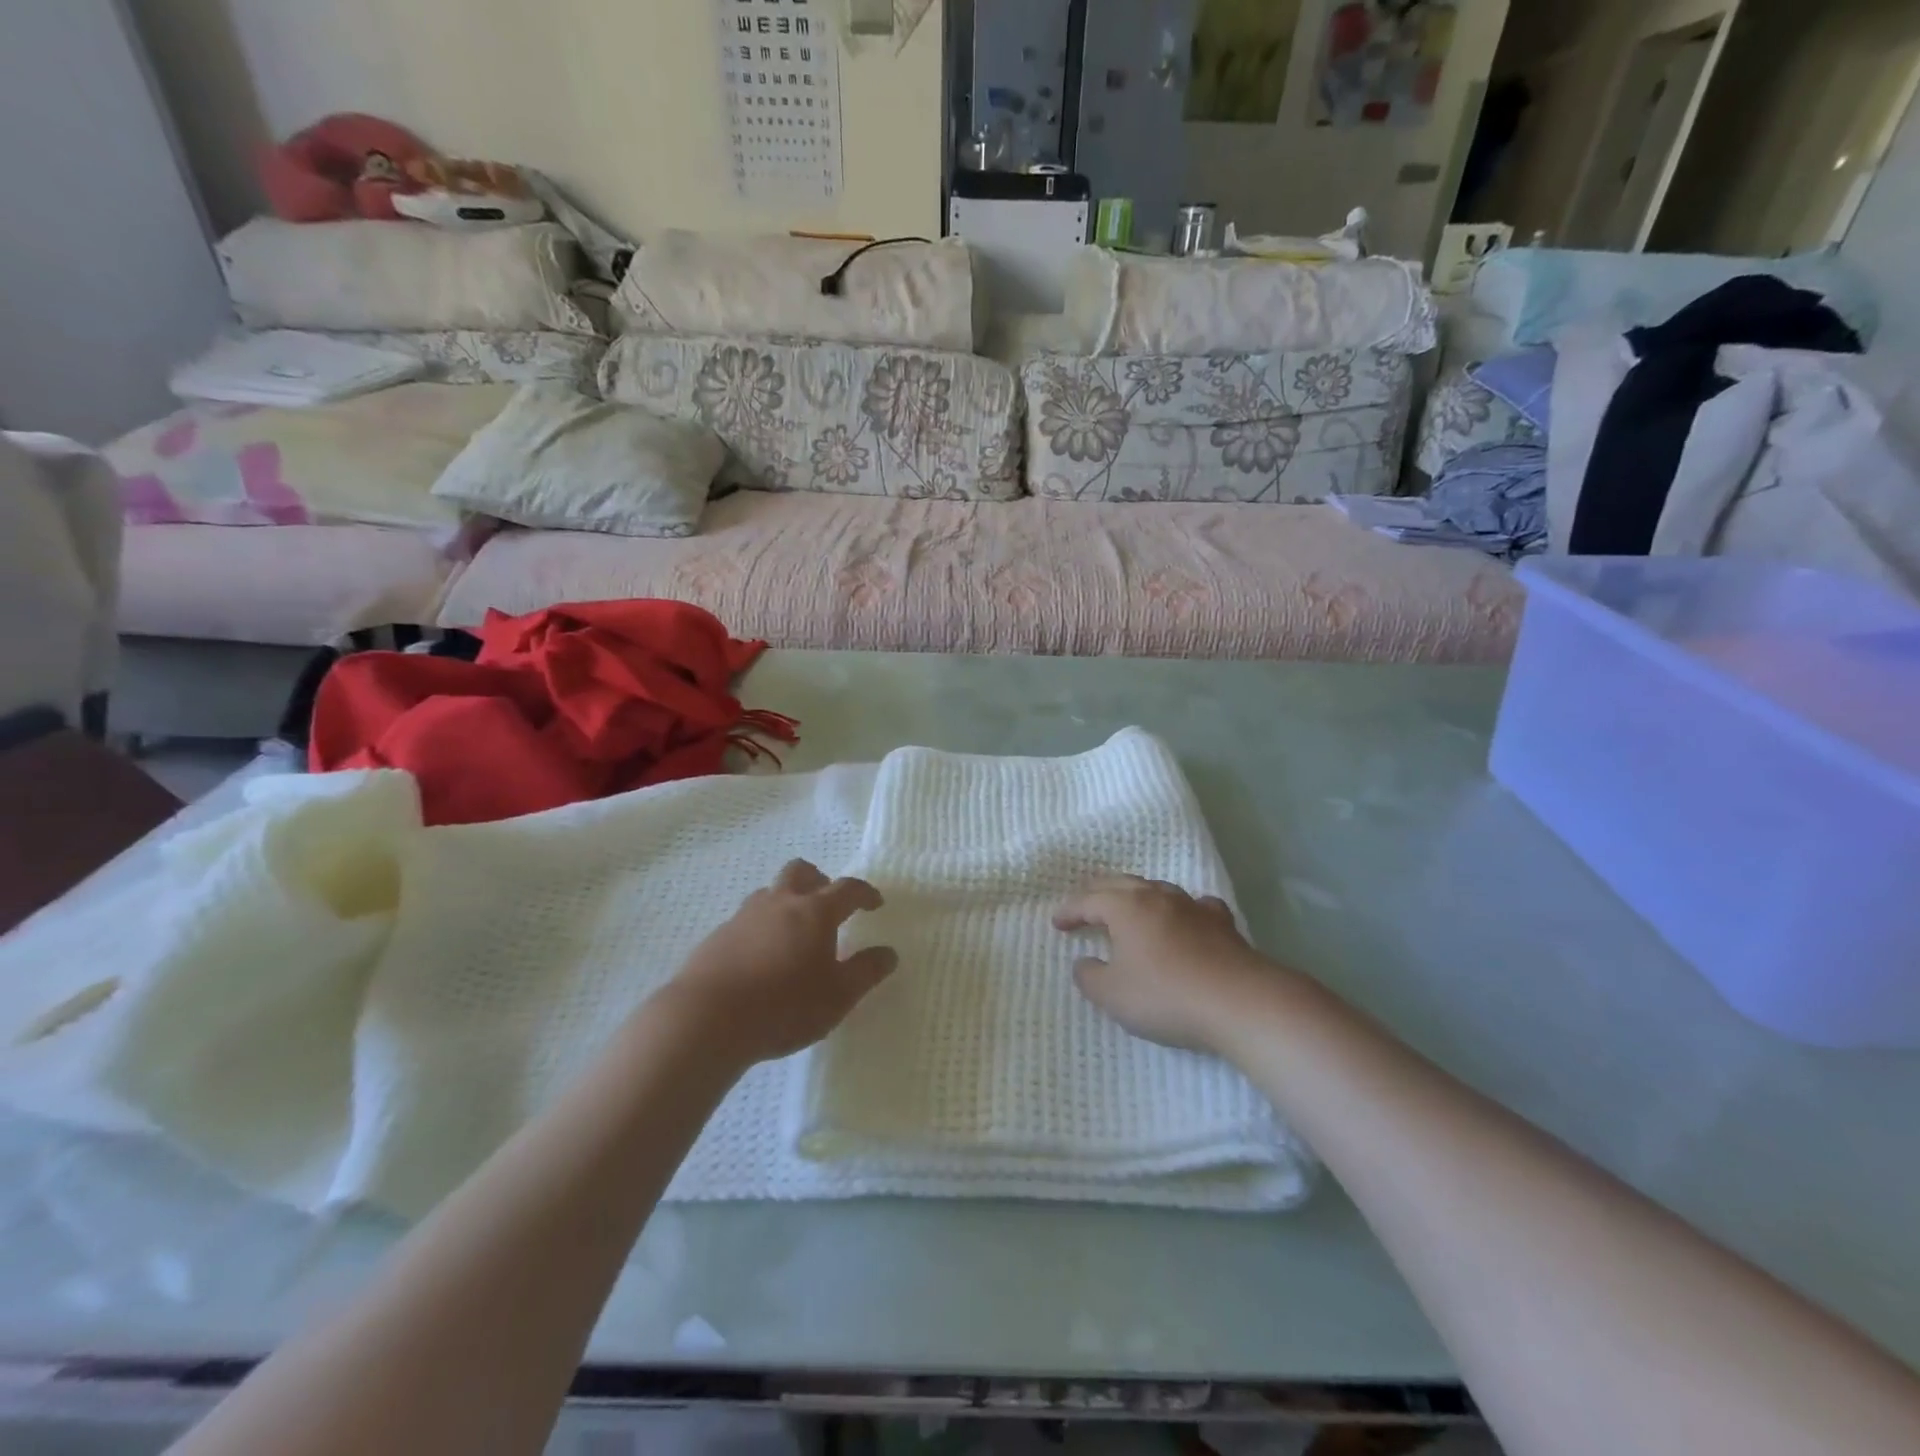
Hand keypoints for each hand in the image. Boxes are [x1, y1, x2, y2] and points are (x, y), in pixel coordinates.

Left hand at [658, 861, 897, 1066]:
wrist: (707, 1019)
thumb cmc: (784, 1005)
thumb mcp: (838, 996)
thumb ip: (865, 972)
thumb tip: (888, 953)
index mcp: (815, 912)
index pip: (847, 889)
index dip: (864, 893)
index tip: (875, 903)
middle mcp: (780, 903)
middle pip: (801, 872)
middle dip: (819, 880)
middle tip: (828, 904)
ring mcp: (744, 916)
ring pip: (770, 893)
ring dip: (786, 902)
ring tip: (793, 933)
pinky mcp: (718, 937)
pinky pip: (746, 920)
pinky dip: (761, 928)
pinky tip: (760, 957)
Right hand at [1054, 875, 1282, 1053]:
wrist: (1240, 1002)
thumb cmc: (1166, 995)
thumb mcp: (1113, 995)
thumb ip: (1089, 977)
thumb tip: (1085, 962)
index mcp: (1126, 907)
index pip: (1088, 900)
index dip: (1069, 911)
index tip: (1057, 923)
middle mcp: (1157, 897)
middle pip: (1121, 884)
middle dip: (1097, 893)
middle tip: (1084, 905)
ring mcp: (1192, 907)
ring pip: (1157, 889)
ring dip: (1136, 897)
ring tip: (1129, 908)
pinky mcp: (1221, 924)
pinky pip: (1193, 906)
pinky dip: (1180, 910)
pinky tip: (1185, 919)